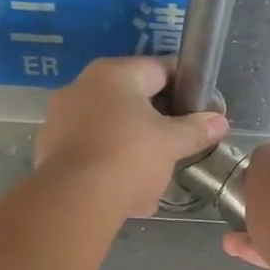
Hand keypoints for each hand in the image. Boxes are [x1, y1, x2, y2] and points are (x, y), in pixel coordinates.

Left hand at [34, 57, 228, 219]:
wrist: (75, 200)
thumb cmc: (129, 158)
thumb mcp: (171, 144)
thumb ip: (196, 130)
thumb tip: (220, 121)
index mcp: (113, 74)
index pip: (158, 69)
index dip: (183, 88)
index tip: (198, 111)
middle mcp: (81, 87)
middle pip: (130, 100)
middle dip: (155, 124)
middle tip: (176, 147)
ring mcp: (61, 118)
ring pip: (110, 129)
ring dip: (133, 149)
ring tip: (153, 177)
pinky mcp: (50, 150)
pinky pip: (91, 153)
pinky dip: (109, 167)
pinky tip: (126, 193)